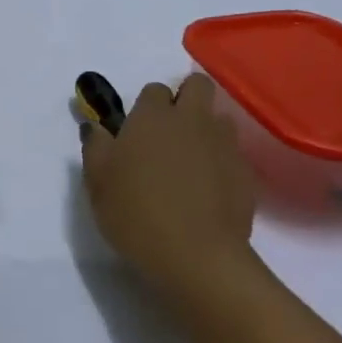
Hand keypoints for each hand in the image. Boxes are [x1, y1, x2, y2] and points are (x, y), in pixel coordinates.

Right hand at [81, 73, 258, 305]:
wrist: (196, 256)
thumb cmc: (136, 214)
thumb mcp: (98, 183)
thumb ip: (95, 147)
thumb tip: (94, 126)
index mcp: (152, 116)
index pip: (154, 89)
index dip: (147, 106)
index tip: (138, 130)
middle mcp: (191, 120)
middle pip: (197, 86)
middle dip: (186, 98)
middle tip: (170, 132)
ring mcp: (224, 144)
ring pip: (220, 119)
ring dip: (207, 130)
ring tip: (192, 161)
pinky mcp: (246, 173)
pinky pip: (233, 154)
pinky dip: (222, 163)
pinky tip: (210, 191)